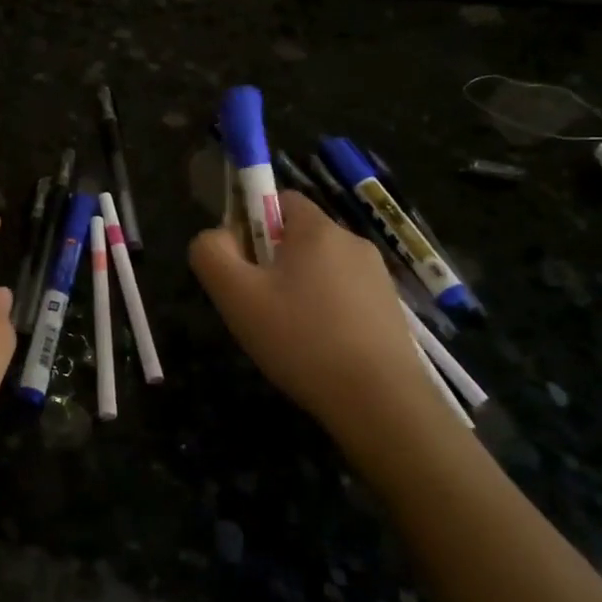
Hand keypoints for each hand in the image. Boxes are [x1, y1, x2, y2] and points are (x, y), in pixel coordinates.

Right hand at [189, 191, 462, 474]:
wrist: (380, 402)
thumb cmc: (301, 339)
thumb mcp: (236, 295)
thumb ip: (211, 253)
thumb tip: (216, 236)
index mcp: (317, 229)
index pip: (278, 199)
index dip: (250, 223)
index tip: (242, 264)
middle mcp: (352, 242)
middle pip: (298, 237)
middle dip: (272, 263)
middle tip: (257, 305)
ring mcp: (377, 277)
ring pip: (321, 270)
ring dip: (298, 290)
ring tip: (287, 335)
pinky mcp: (390, 310)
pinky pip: (344, 297)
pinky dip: (325, 314)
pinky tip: (318, 350)